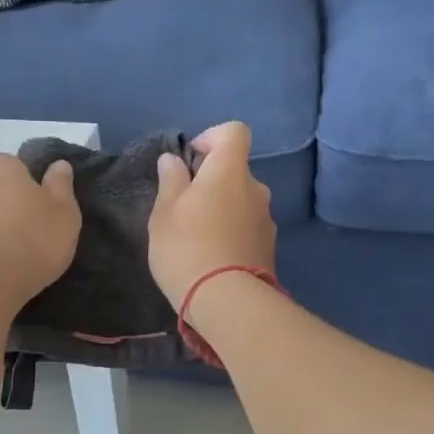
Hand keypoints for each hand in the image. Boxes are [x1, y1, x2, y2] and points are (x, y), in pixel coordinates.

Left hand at [0, 154, 80, 311]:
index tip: (43, 207)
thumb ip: (61, 185)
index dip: (30, 184)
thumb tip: (58, 164)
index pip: (15, 165)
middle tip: (31, 230)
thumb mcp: (64, 212)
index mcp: (1, 167)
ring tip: (14, 254)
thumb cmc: (32, 240)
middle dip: (9, 203)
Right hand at [148, 122, 274, 306]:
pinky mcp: (269, 248)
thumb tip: (173, 160)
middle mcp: (256, 189)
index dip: (212, 138)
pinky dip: (233, 233)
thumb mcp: (164, 213)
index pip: (234, 132)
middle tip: (185, 208)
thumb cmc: (186, 248)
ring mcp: (266, 220)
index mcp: (230, 171)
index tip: (191, 161)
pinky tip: (214, 258)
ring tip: (198, 239)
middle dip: (213, 182)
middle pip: (235, 171)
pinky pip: (248, 228)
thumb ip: (170, 181)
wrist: (226, 301)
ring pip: (242, 202)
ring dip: (223, 210)